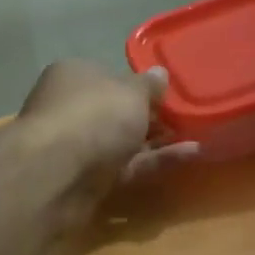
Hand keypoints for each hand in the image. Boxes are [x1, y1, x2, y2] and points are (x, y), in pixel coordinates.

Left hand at [16, 60, 198, 216]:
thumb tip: (159, 74)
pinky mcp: (87, 180)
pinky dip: (154, 162)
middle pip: (115, 112)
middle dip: (149, 117)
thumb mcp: (131, 92)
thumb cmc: (94, 117)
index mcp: (74, 76)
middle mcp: (71, 108)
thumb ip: (148, 86)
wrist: (57, 175)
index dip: (138, 85)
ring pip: (122, 142)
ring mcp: (77, 147)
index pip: (109, 76)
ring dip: (157, 142)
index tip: (168, 94)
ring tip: (197, 137)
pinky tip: (190, 156)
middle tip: (186, 118)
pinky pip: (127, 167)